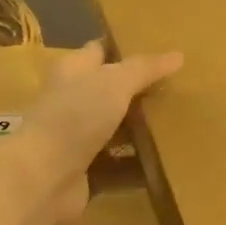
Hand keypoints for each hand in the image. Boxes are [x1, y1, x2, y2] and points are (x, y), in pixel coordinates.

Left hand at [4, 40, 182, 224]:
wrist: (45, 177)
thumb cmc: (75, 117)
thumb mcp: (115, 82)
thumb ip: (145, 69)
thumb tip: (178, 55)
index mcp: (72, 71)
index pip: (100, 51)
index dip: (125, 47)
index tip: (159, 47)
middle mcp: (72, 102)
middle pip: (110, 92)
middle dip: (140, 92)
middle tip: (179, 88)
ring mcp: (77, 139)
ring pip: (115, 130)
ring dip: (141, 130)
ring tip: (180, 123)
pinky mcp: (86, 172)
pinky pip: (119, 165)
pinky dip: (138, 165)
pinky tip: (168, 161)